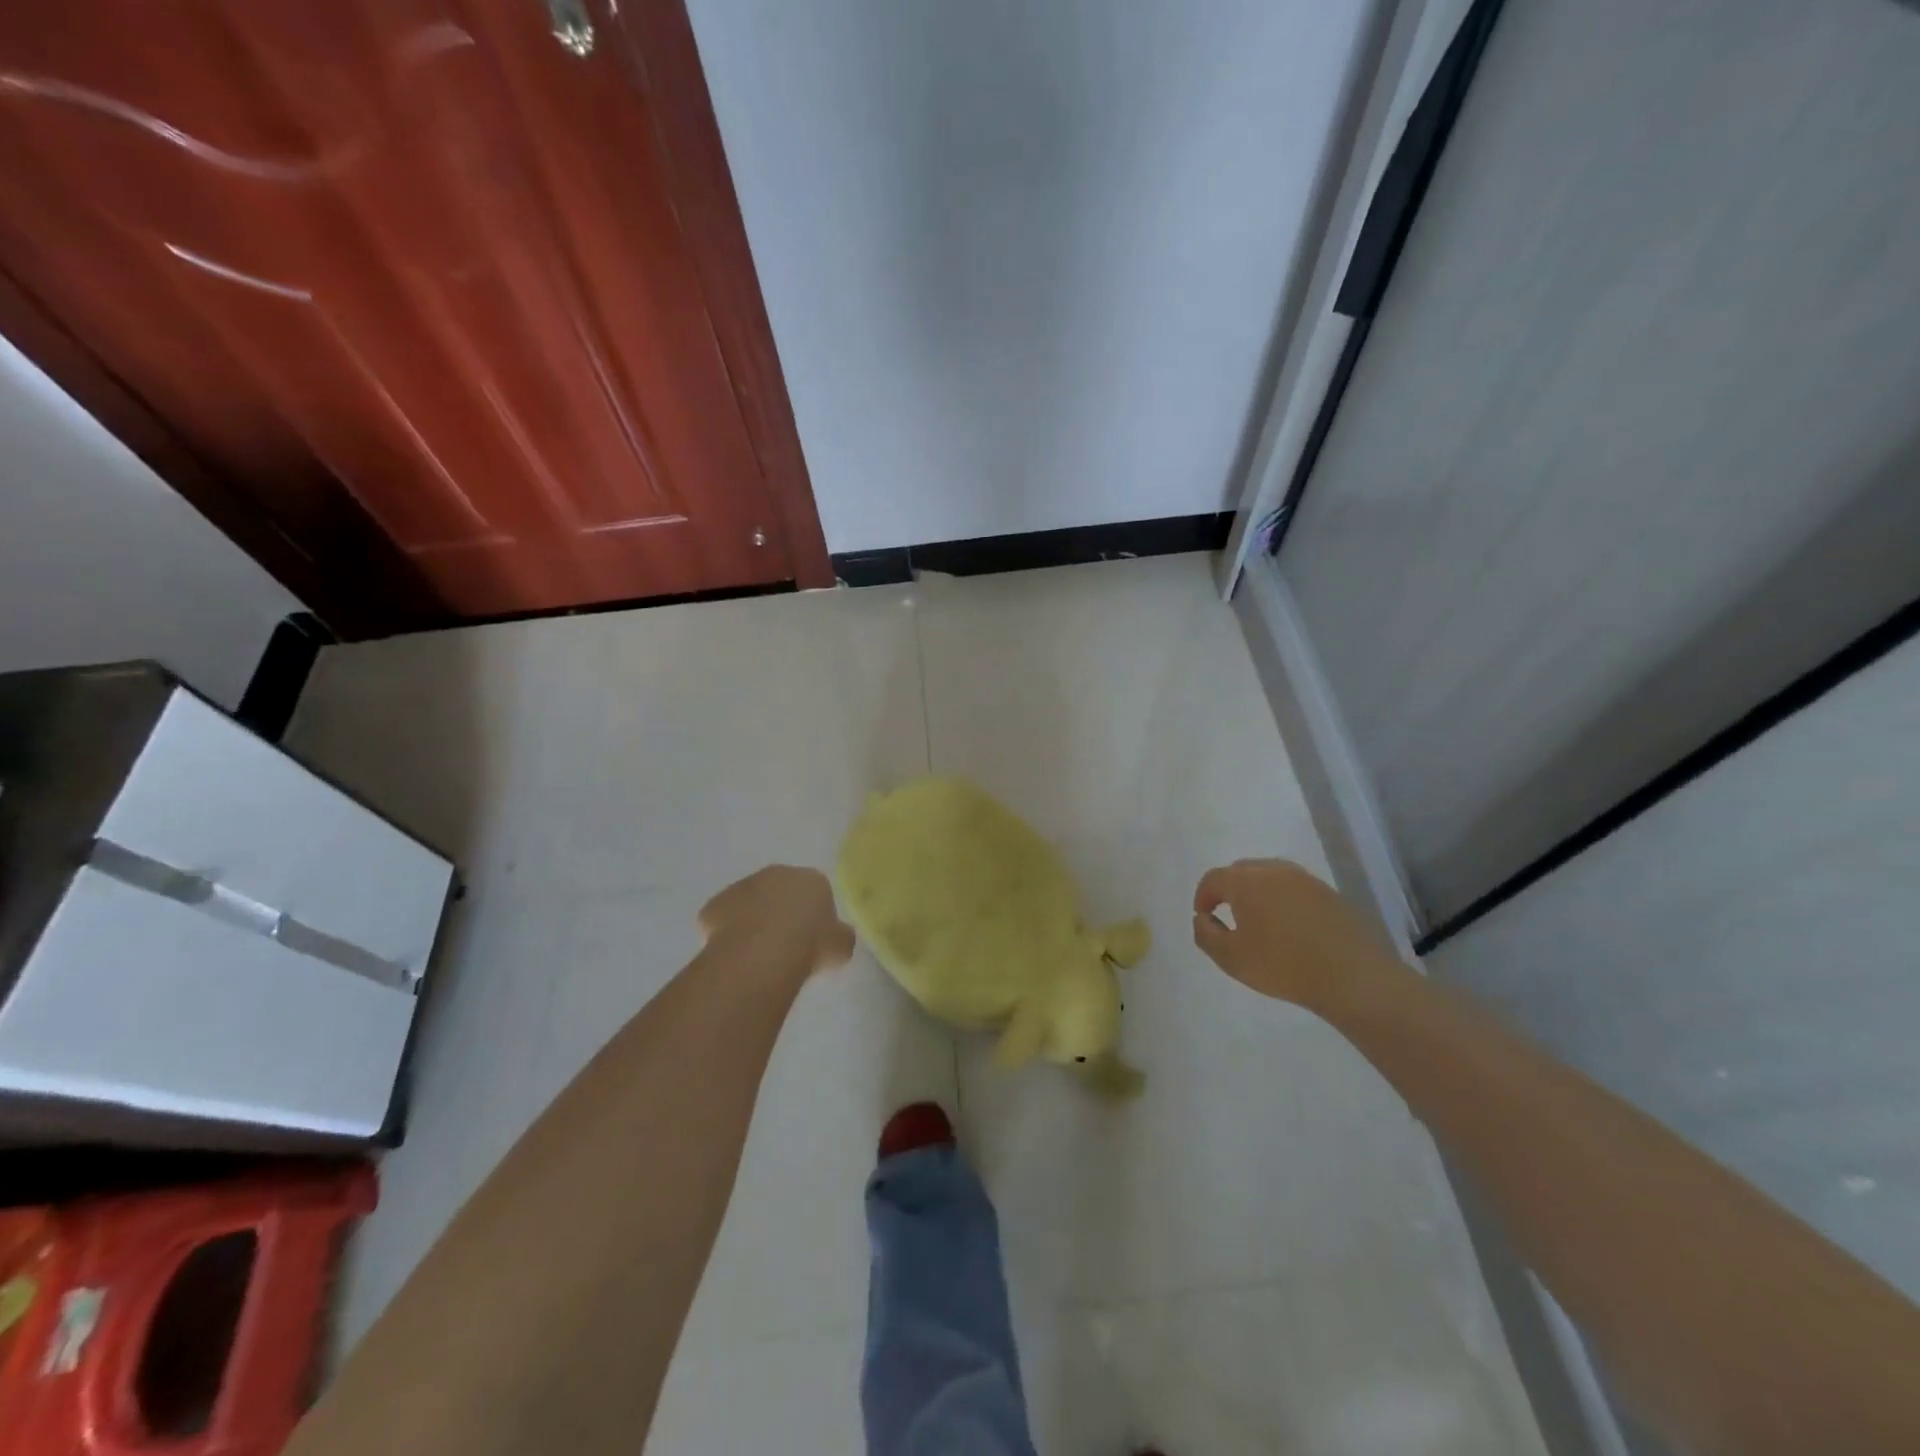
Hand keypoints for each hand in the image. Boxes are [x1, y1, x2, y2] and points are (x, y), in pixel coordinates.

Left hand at [698, 866, 854, 985]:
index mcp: (812, 879)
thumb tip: (837, 937)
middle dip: (781, 912)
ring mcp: (742, 886)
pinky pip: (723, 919)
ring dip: (752, 921)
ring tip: (757, 955)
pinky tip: (734, 956)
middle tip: (784, 945)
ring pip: (749, 903)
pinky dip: (727, 933)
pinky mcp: (714, 904)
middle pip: (780, 892)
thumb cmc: (810, 945)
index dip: (814, 917)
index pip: (817, 892)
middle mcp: (776, 874)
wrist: (762, 953)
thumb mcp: (841, 946)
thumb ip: (840, 937)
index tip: (812, 940)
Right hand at [1192, 858, 1405, 1013]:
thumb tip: (1202, 918)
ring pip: (1270, 876)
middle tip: (1230, 916)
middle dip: (1229, 889)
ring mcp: (1305, 879)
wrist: (1353, 977)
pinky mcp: (1329, 893)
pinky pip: (1294, 888)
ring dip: (1258, 892)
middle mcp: (1274, 870)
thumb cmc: (1283, 966)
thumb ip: (1206, 935)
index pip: (1213, 878)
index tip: (1204, 916)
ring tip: (1260, 921)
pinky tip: (1289, 927)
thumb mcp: (1231, 958)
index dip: (1203, 896)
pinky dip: (1283, 899)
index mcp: (1246, 881)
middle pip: (1241, 870)